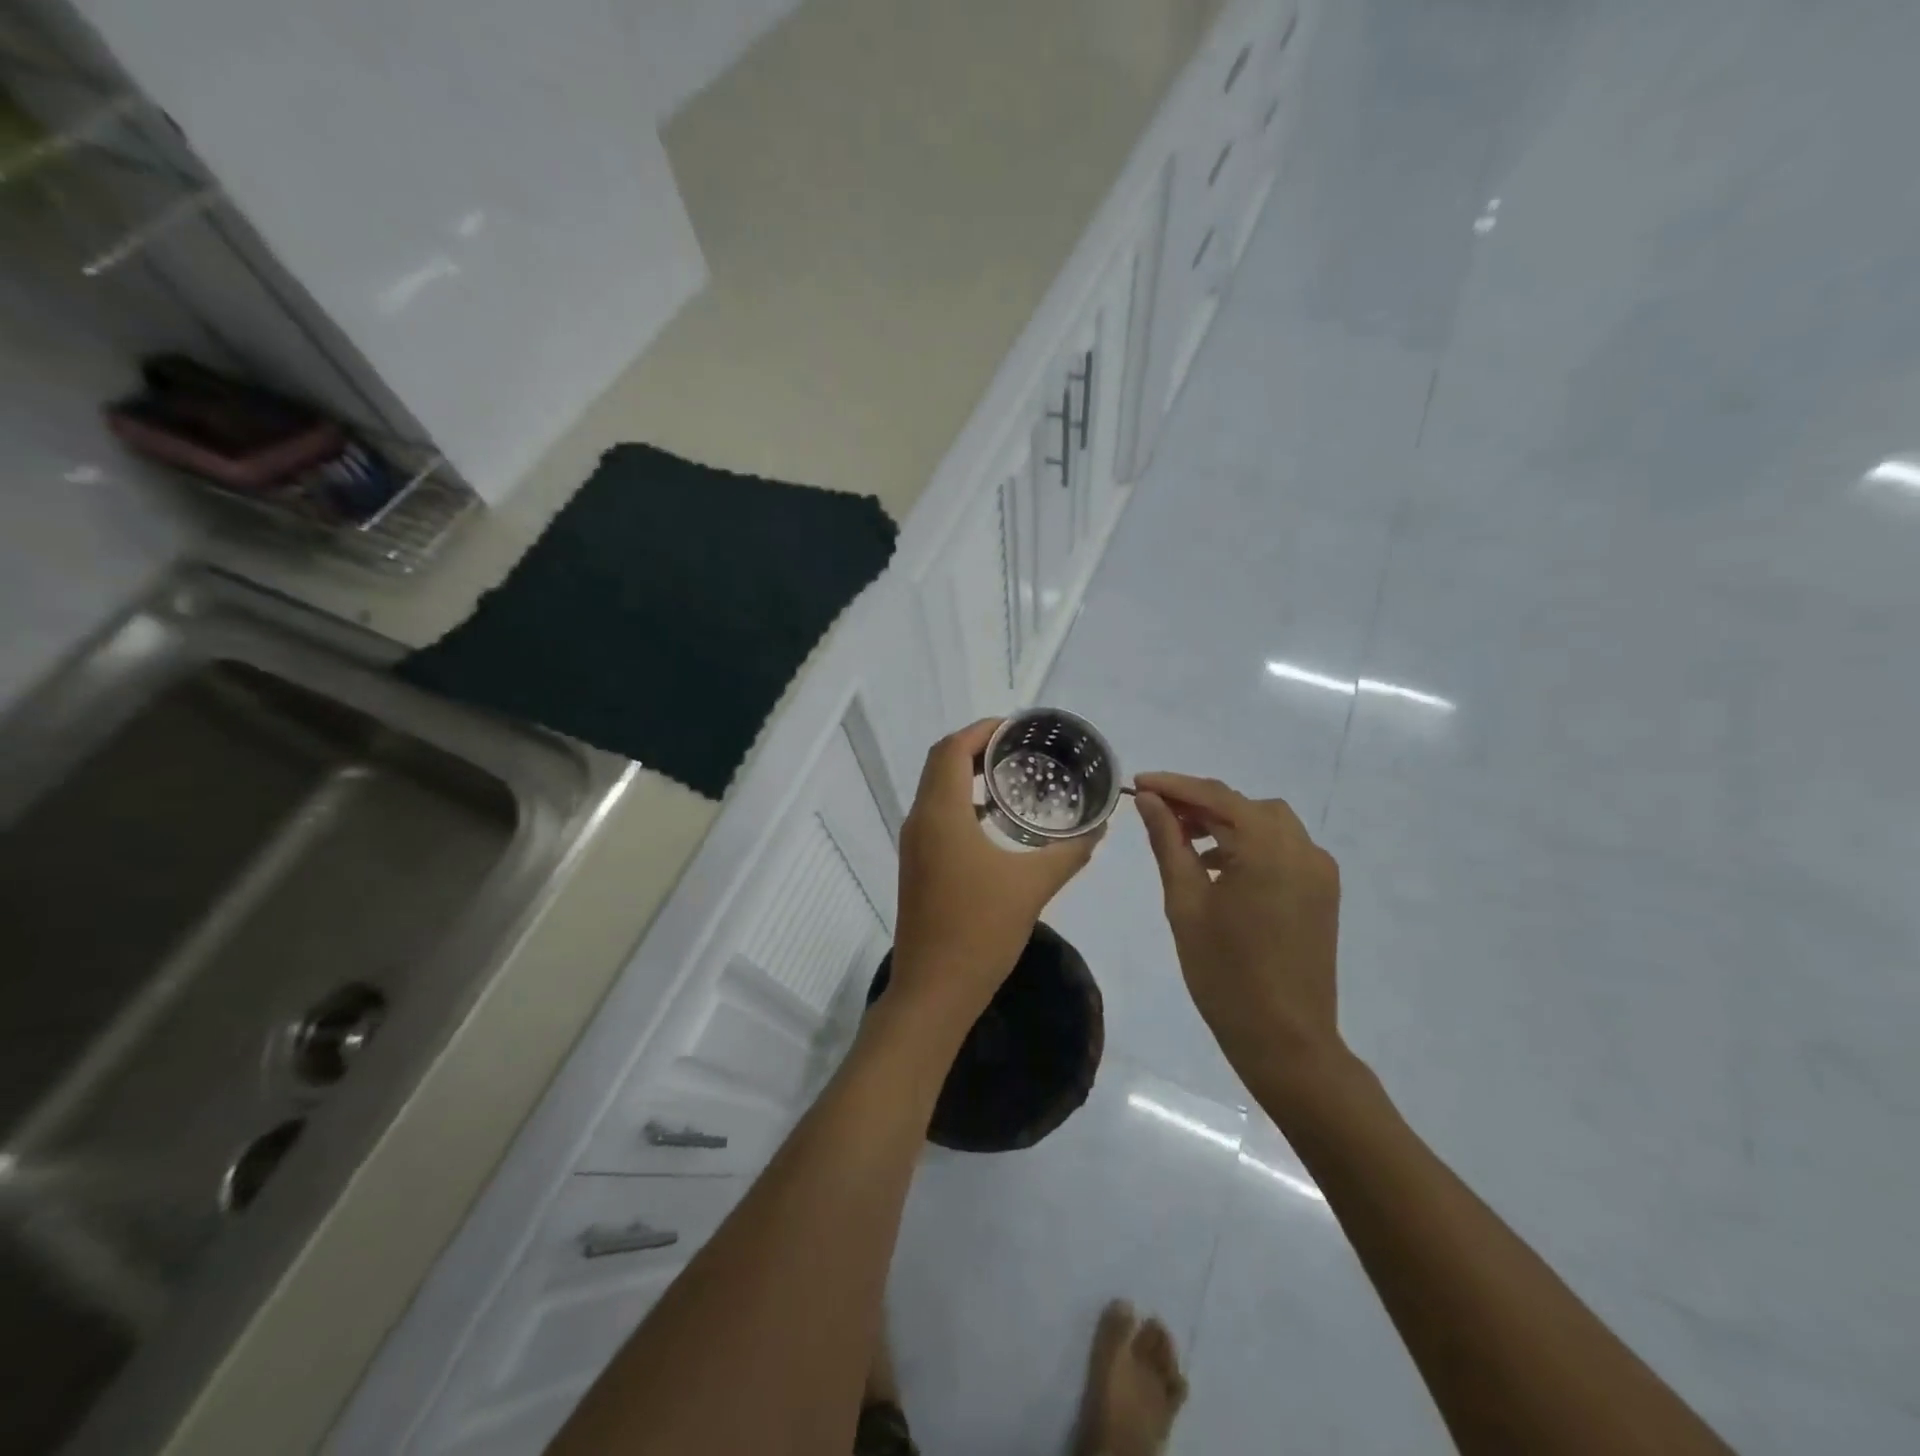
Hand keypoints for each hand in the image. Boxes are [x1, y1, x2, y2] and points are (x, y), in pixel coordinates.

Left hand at [890, 720, 1100, 1020]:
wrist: (935, 990)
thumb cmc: (981, 930)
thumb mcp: (1033, 886)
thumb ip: (1069, 852)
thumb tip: (1100, 827)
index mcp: (940, 814)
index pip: (951, 749)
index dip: (981, 730)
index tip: (1017, 727)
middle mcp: (919, 821)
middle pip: (939, 763)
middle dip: (976, 747)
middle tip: (1020, 747)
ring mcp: (914, 845)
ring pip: (935, 789)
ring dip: (966, 773)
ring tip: (1012, 775)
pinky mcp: (917, 865)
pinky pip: (937, 814)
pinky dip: (961, 801)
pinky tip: (996, 820)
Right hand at [1133, 772, 1346, 1087]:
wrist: (1284, 1038)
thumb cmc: (1224, 972)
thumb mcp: (1185, 902)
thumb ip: (1169, 841)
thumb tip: (1149, 800)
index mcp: (1267, 848)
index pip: (1215, 797)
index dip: (1173, 785)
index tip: (1137, 783)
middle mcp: (1302, 848)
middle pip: (1244, 805)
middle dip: (1199, 802)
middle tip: (1156, 813)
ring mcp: (1318, 869)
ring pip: (1266, 822)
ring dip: (1226, 821)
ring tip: (1184, 839)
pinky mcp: (1322, 891)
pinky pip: (1283, 847)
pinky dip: (1250, 843)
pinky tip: (1219, 866)